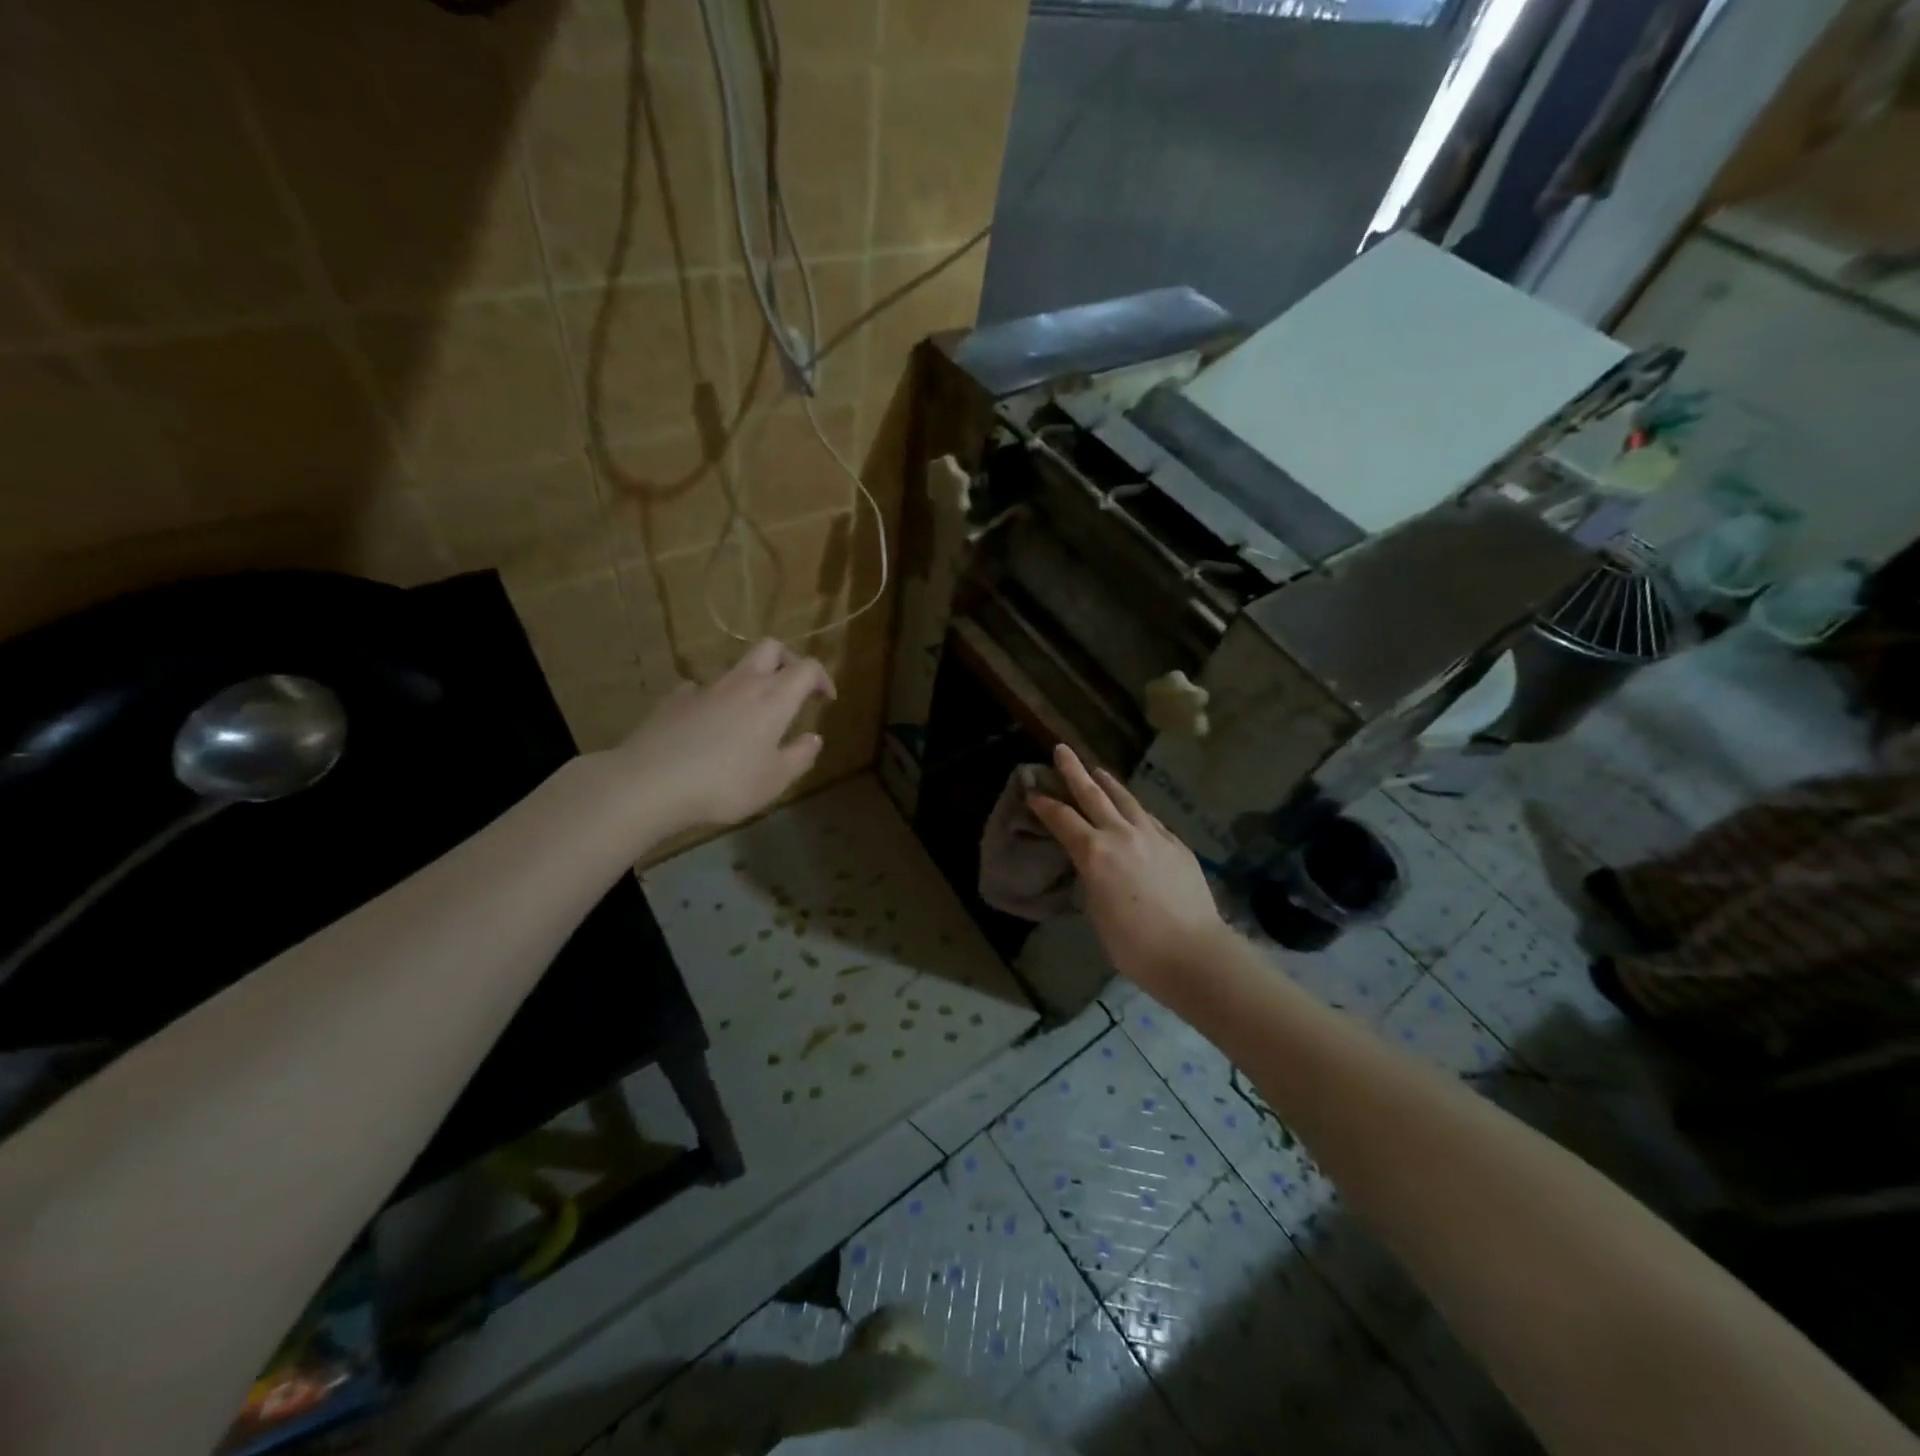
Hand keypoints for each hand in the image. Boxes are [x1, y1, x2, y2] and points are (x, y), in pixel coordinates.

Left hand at [598, 639, 834, 837]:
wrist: (651, 782)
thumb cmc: (725, 783)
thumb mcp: (775, 780)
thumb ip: (800, 756)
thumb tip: (814, 737)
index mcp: (774, 699)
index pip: (807, 668)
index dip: (822, 678)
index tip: (826, 699)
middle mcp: (742, 684)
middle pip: (771, 648)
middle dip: (788, 661)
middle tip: (792, 689)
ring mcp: (705, 688)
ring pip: (736, 668)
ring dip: (750, 682)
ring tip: (749, 716)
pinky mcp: (674, 700)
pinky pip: (700, 689)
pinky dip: (712, 700)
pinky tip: (706, 725)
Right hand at [1028, 744, 1229, 994]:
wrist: (1193, 952)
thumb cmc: (1134, 945)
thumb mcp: (1097, 911)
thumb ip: (1092, 878)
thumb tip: (1094, 865)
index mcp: (1095, 853)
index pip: (1062, 819)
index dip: (1045, 804)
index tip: (1033, 791)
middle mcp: (1121, 834)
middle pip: (1093, 794)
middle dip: (1074, 771)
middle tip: (1062, 749)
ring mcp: (1153, 836)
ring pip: (1126, 800)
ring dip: (1109, 784)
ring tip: (1099, 771)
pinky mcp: (1176, 845)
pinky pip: (1150, 819)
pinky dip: (1135, 810)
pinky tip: (1135, 811)